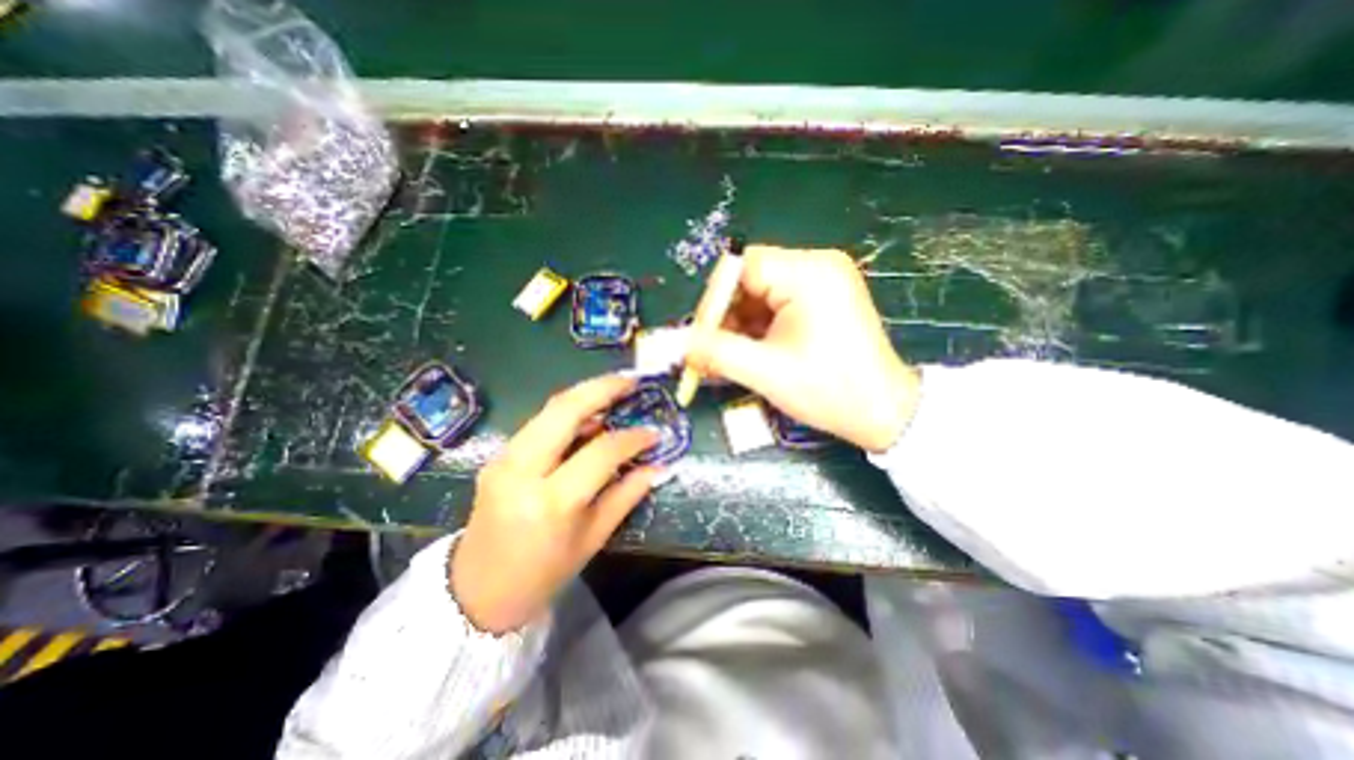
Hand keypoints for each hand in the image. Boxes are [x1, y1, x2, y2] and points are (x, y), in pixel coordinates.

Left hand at [452, 375, 663, 635]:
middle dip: (602, 388)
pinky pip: (539, 422)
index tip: (654, 432)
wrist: (477, 592)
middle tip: (631, 380)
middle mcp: (523, 471)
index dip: (632, 438)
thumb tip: (658, 466)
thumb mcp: (593, 539)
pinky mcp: (498, 455)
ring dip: (585, 393)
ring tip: (615, 389)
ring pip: (549, 409)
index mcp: (551, 502)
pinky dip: (568, 411)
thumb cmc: (543, 573)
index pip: (600, 453)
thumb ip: (626, 495)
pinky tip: (589, 413)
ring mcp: (504, 459)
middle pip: (564, 410)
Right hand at [688, 246, 920, 454]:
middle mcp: (816, 266)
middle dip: (725, 317)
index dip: (714, 301)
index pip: (741, 267)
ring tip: (725, 359)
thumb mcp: (765, 372)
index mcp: (809, 273)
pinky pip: (775, 305)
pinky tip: (747, 354)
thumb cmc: (830, 391)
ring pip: (759, 295)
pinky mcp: (821, 299)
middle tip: (707, 352)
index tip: (697, 336)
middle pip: (749, 280)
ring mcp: (821, 282)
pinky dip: (756, 329)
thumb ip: (715, 352)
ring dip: (738, 326)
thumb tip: (677, 344)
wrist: (884, 413)